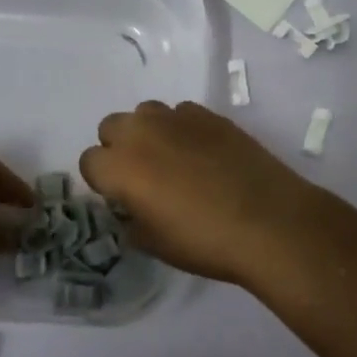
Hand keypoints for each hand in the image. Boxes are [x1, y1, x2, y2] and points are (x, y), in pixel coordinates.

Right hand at [79, 101, 321, 284]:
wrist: (268, 220)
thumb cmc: (204, 240)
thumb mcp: (154, 244)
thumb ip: (131, 220)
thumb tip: (132, 207)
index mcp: (120, 166)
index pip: (89, 161)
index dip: (102, 180)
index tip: (120, 197)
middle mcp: (142, 132)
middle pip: (112, 126)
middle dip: (119, 147)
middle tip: (142, 175)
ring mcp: (176, 117)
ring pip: (146, 113)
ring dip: (149, 133)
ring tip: (173, 160)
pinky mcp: (208, 114)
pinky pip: (181, 113)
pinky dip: (182, 129)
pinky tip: (203, 153)